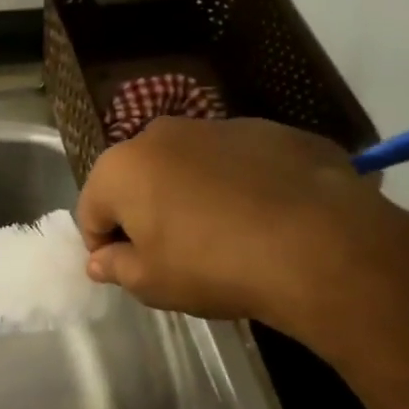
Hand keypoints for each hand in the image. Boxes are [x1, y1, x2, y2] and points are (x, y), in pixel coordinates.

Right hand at [76, 116, 408, 337]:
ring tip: (221, 237)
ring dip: (189, 196)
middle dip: (144, 213)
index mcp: (123, 167)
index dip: (102, 245)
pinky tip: (260, 220)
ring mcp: (220, 125)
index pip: (90, 209)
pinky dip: (235, 186)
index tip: (126, 271)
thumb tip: (100, 260)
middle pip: (137, 179)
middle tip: (170, 254)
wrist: (318, 244)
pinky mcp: (271, 130)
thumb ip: (116, 267)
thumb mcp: (151, 283)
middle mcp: (163, 134)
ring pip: (187, 166)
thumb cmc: (212, 266)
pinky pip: (235, 163)